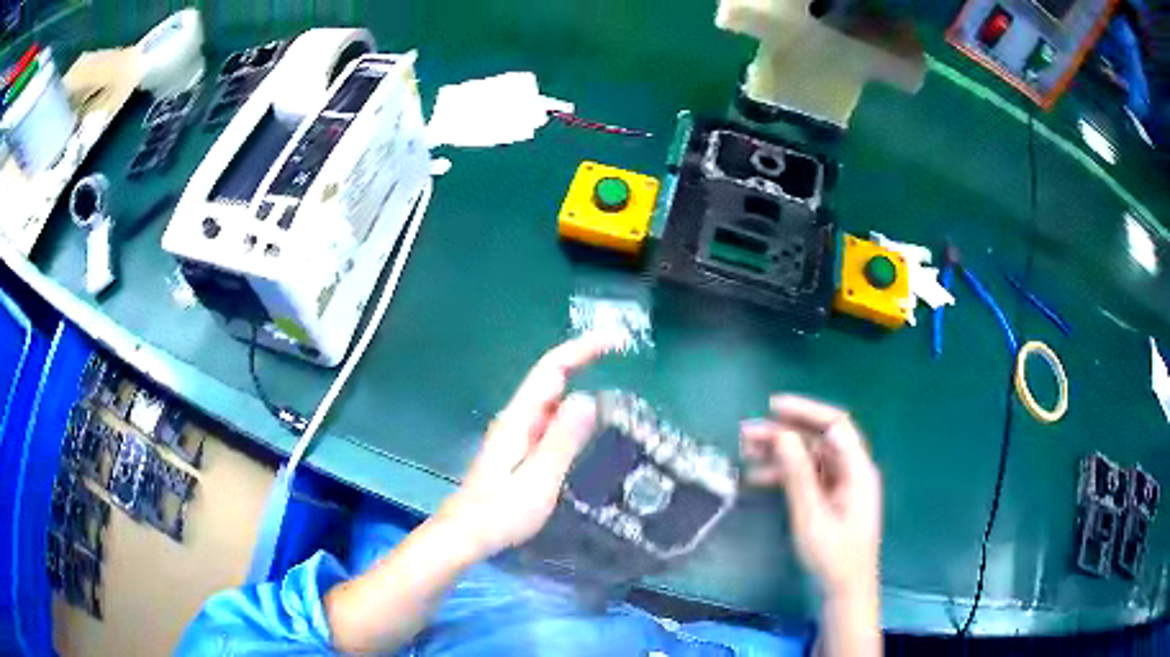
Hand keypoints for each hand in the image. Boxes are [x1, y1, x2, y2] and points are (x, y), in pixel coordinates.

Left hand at [437, 334, 617, 559]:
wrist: (467, 533)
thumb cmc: (501, 511)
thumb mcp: (538, 480)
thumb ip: (562, 441)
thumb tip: (588, 398)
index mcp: (519, 419)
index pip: (552, 370)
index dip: (583, 349)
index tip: (616, 341)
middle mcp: (517, 418)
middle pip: (552, 376)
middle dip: (585, 357)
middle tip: (622, 350)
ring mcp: (517, 432)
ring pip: (551, 396)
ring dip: (580, 378)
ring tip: (613, 374)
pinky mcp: (520, 448)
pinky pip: (551, 417)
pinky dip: (573, 406)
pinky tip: (588, 418)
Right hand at [741, 395, 881, 598]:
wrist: (844, 593)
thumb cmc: (832, 558)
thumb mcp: (812, 516)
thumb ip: (797, 474)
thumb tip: (780, 435)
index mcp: (858, 470)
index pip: (835, 425)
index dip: (805, 411)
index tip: (771, 407)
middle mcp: (852, 471)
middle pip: (819, 440)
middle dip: (784, 433)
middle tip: (746, 434)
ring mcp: (841, 486)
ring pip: (810, 457)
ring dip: (779, 453)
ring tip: (745, 453)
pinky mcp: (831, 499)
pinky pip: (806, 477)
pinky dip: (783, 474)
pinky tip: (757, 477)